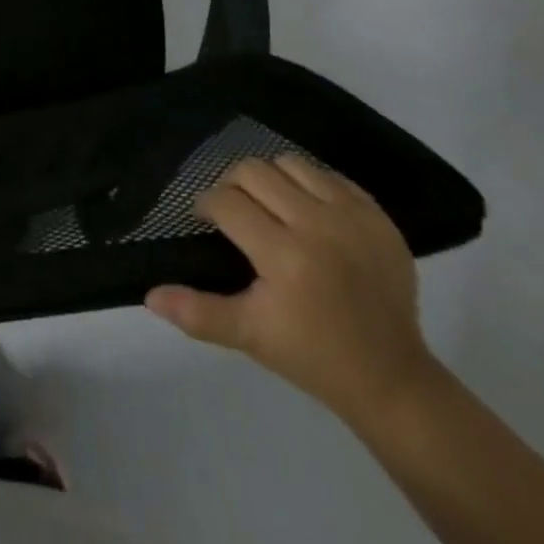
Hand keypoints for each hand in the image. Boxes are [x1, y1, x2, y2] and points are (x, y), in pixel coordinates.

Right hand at [145, 156, 437, 422]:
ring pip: (290, 163)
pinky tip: (306, 212)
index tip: (206, 222)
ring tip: (270, 207)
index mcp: (285, 256)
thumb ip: (198, 312)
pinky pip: (328, 174)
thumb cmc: (313, 356)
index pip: (226, 202)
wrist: (394, 379)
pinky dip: (308, 185)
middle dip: (232, 186)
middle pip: (253, 171)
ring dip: (270, 179)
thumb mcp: (250, 336)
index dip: (206, 207)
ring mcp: (352, 216)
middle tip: (234, 212)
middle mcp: (318, 225)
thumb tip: (149, 295)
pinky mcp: (377, 214)